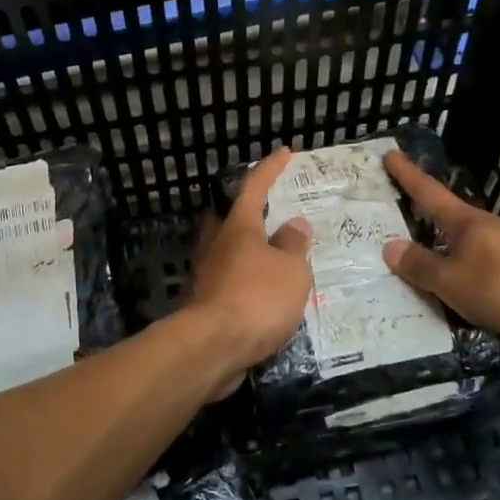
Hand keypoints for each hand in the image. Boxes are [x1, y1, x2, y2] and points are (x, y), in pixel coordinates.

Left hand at [184, 149, 313, 392]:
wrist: (211, 348)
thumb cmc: (256, 298)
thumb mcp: (290, 270)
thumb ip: (294, 246)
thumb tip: (293, 226)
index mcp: (238, 227)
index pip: (254, 186)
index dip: (270, 168)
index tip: (284, 152)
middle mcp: (217, 244)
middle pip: (232, 216)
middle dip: (251, 208)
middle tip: (275, 207)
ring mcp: (206, 274)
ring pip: (230, 250)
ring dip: (252, 248)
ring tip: (278, 254)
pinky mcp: (204, 304)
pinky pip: (231, 280)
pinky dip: (249, 279)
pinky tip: (265, 293)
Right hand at [381, 149, 499, 356]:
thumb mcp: (454, 279)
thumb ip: (422, 267)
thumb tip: (389, 246)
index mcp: (465, 224)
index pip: (428, 194)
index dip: (408, 175)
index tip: (392, 154)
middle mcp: (486, 235)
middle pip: (448, 225)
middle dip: (424, 225)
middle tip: (394, 228)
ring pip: (466, 258)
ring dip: (445, 265)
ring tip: (417, 282)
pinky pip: (483, 286)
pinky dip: (466, 293)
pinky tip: (456, 311)